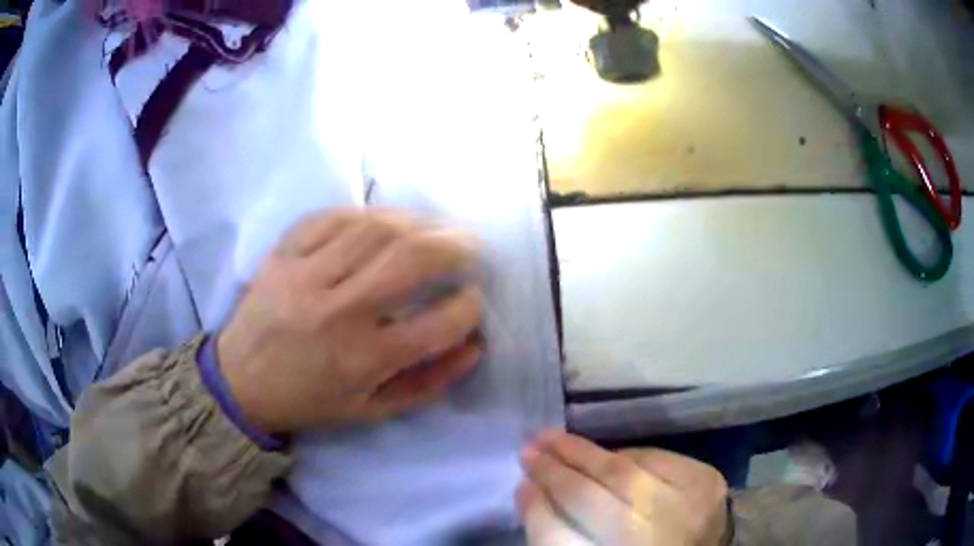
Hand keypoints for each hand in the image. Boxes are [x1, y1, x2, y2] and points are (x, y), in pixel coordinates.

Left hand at [217, 209, 482, 433]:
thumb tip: (474, 347)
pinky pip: (331, 217)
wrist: (240, 383)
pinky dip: (365, 213)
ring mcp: (305, 276)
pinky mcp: (282, 254)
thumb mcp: (372, 410)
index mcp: (363, 359)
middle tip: (471, 245)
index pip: (438, 324)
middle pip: (410, 259)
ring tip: (432, 227)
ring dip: (415, 222)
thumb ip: (428, 383)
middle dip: (455, 246)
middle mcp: (337, 312)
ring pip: (374, 229)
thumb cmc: (309, 400)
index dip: (469, 307)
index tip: (473, 298)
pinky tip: (381, 221)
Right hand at [517, 431, 728, 545]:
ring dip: (583, 453)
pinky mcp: (705, 482)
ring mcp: (683, 508)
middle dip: (553, 471)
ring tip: (554, 438)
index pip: (559, 538)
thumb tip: (531, 492)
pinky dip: (629, 455)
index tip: (519, 485)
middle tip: (527, 449)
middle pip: (588, 499)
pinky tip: (608, 454)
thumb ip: (561, 533)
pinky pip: (656, 458)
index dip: (536, 509)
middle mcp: (648, 537)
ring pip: (622, 473)